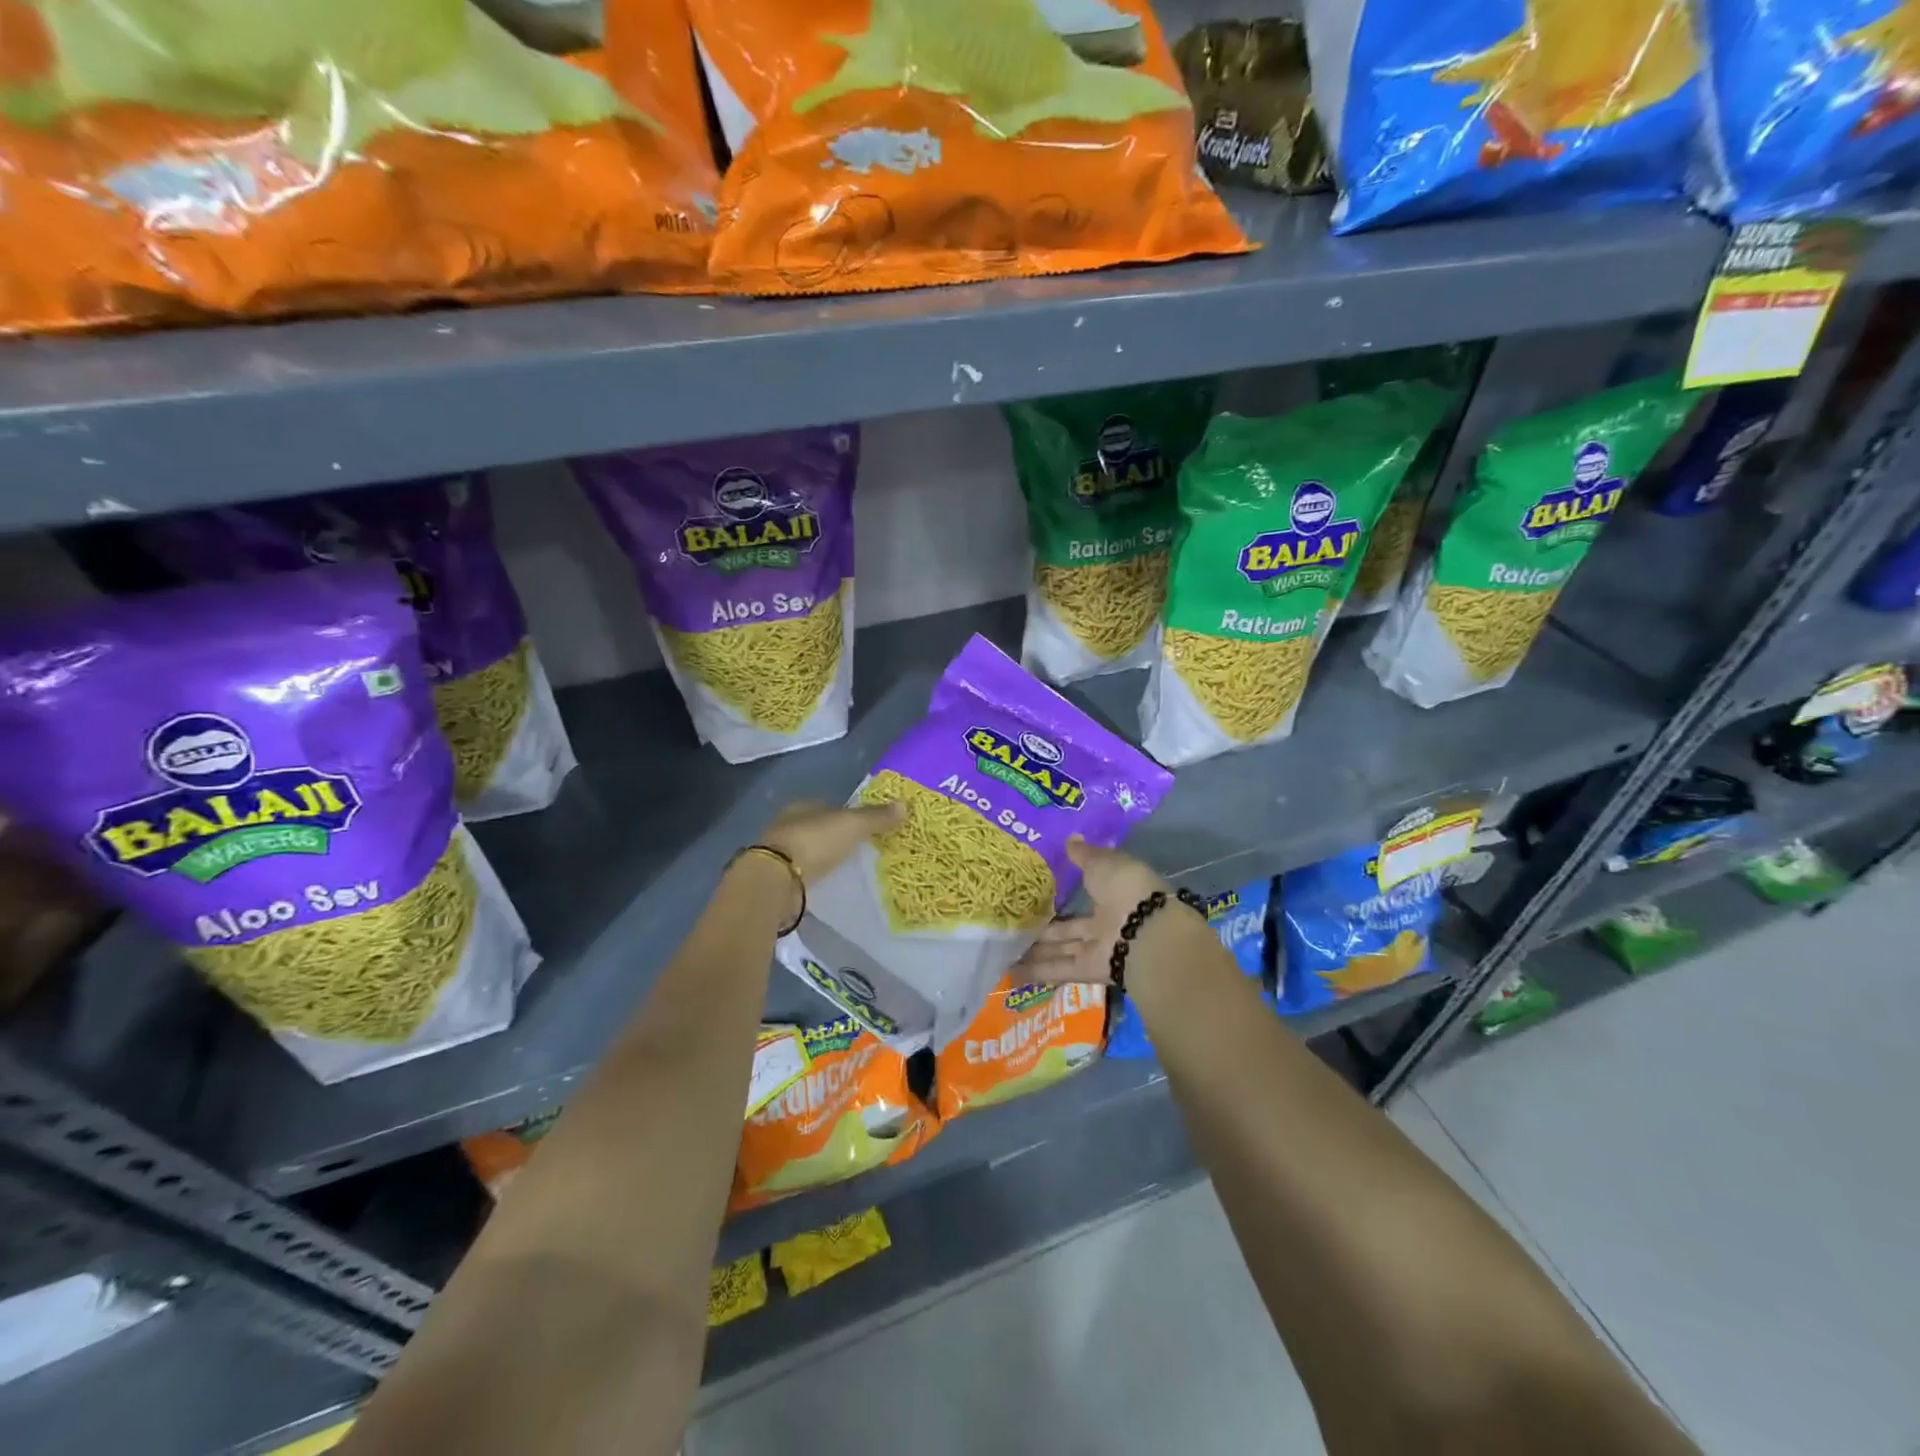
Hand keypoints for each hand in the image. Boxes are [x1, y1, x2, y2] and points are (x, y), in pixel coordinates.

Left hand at [758, 799, 904, 885]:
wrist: (776, 880)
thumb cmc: (814, 842)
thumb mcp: (852, 826)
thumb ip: (876, 817)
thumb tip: (905, 805)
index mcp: (802, 806)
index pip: (829, 807)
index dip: (847, 815)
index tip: (864, 828)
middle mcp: (787, 824)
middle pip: (818, 828)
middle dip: (835, 837)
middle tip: (858, 849)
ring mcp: (779, 852)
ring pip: (808, 850)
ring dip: (823, 858)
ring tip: (845, 868)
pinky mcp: (776, 878)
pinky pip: (802, 873)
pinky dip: (814, 876)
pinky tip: (827, 883)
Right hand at [1014, 836, 1170, 984]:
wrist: (1145, 931)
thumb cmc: (1125, 888)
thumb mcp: (1102, 863)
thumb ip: (1084, 855)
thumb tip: (1070, 839)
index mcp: (1114, 892)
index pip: (1086, 892)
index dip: (1064, 890)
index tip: (1038, 888)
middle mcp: (1106, 922)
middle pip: (1069, 927)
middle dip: (1043, 927)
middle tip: (1013, 923)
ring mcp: (1098, 947)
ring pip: (1061, 948)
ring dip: (1035, 950)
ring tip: (1005, 949)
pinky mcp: (1089, 970)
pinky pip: (1059, 968)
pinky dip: (1037, 972)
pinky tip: (1012, 972)